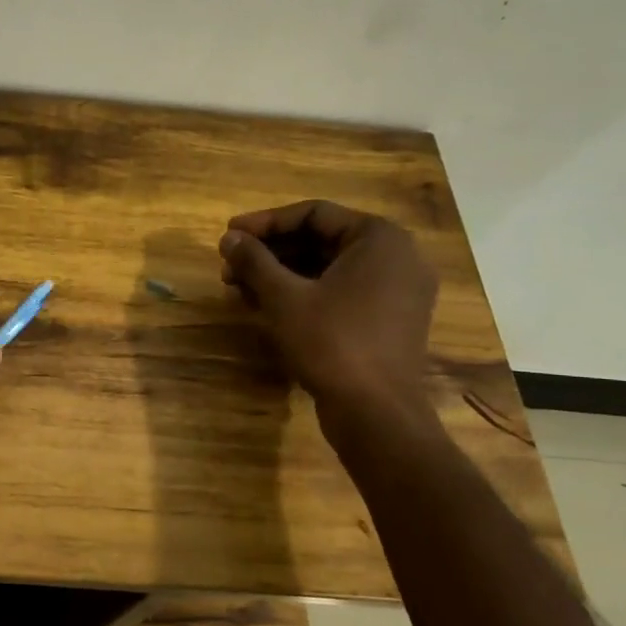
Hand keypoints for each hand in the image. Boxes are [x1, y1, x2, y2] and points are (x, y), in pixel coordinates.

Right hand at [218, 200, 436, 411]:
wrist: (376, 412)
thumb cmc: (331, 342)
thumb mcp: (284, 298)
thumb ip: (254, 261)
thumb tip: (229, 238)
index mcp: (379, 238)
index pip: (313, 214)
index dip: (264, 223)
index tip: (228, 236)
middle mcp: (397, 256)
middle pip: (321, 240)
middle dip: (270, 253)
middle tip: (229, 268)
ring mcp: (397, 290)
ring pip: (328, 269)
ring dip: (282, 275)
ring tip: (239, 290)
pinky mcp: (389, 320)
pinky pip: (342, 292)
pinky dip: (305, 294)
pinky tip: (267, 308)